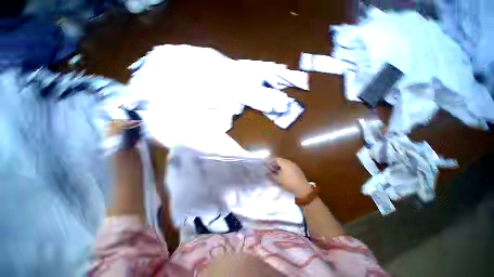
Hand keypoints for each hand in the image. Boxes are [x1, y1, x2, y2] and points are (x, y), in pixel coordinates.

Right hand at [268, 158, 312, 197]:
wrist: (303, 190)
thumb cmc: (289, 183)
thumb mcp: (278, 180)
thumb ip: (271, 175)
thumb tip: (266, 173)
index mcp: (284, 163)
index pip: (276, 159)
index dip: (270, 161)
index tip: (266, 165)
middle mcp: (290, 162)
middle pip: (281, 160)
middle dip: (275, 164)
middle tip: (270, 168)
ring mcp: (295, 166)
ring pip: (285, 163)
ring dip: (280, 166)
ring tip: (275, 171)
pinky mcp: (298, 170)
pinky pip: (289, 166)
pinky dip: (285, 168)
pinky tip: (283, 174)